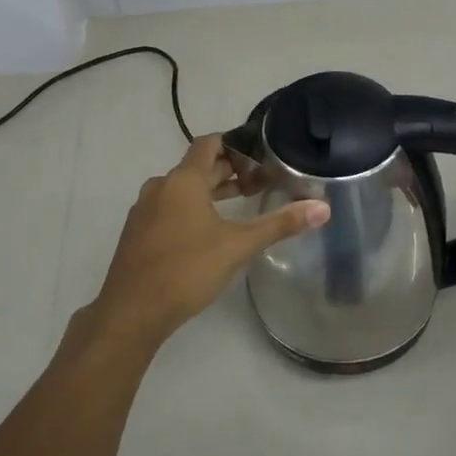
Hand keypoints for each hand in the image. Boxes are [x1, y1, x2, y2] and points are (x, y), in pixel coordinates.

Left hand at [93, 135, 330, 348]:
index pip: (209, 143)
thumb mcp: (238, 246)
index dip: (235, 144)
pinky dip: (191, 208)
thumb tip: (323, 208)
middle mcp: (161, 187)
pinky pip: (168, 208)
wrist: (131, 312)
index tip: (260, 153)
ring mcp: (145, 211)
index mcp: (183, 180)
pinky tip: (208, 231)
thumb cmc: (187, 269)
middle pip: (197, 167)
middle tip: (260, 180)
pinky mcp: (138, 233)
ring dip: (210, 191)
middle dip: (228, 171)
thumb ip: (279, 224)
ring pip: (182, 189)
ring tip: (240, 204)